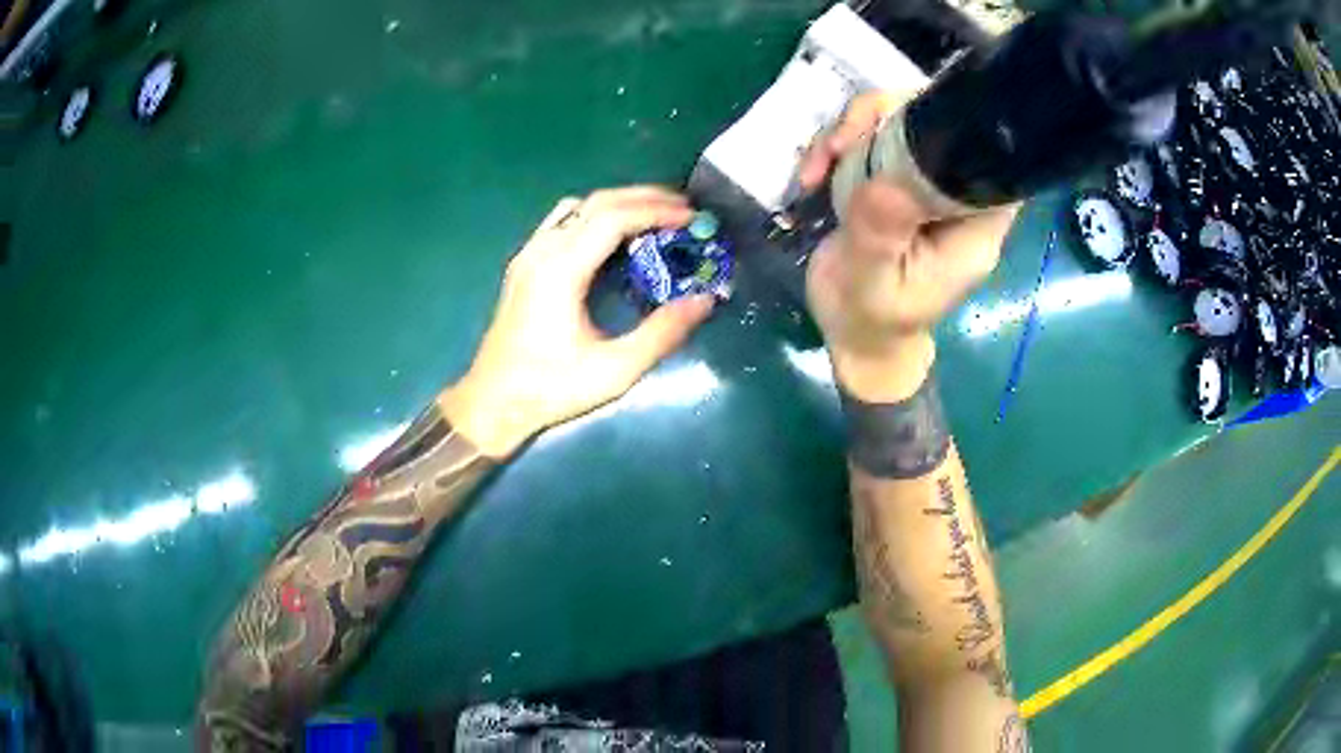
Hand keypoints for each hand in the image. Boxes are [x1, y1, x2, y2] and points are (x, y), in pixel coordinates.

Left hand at [439, 187, 715, 457]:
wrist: (491, 402)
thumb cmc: (550, 388)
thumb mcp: (615, 370)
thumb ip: (662, 334)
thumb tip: (704, 300)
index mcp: (560, 270)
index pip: (613, 218)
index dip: (656, 211)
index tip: (692, 216)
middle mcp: (542, 251)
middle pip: (597, 203)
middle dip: (644, 198)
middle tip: (684, 208)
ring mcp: (529, 255)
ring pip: (578, 208)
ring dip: (619, 204)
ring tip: (655, 216)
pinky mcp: (524, 265)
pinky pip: (563, 223)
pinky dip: (597, 217)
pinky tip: (616, 238)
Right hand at [798, 92, 1016, 400]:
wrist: (853, 332)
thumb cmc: (871, 318)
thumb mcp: (872, 282)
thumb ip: (882, 231)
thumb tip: (885, 176)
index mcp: (972, 227)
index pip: (985, 158)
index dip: (950, 124)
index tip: (896, 124)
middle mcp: (957, 197)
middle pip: (938, 124)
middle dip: (882, 118)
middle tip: (836, 146)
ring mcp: (925, 184)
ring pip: (899, 122)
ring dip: (851, 132)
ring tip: (816, 168)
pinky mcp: (897, 181)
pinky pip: (872, 140)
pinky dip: (838, 146)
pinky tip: (812, 174)